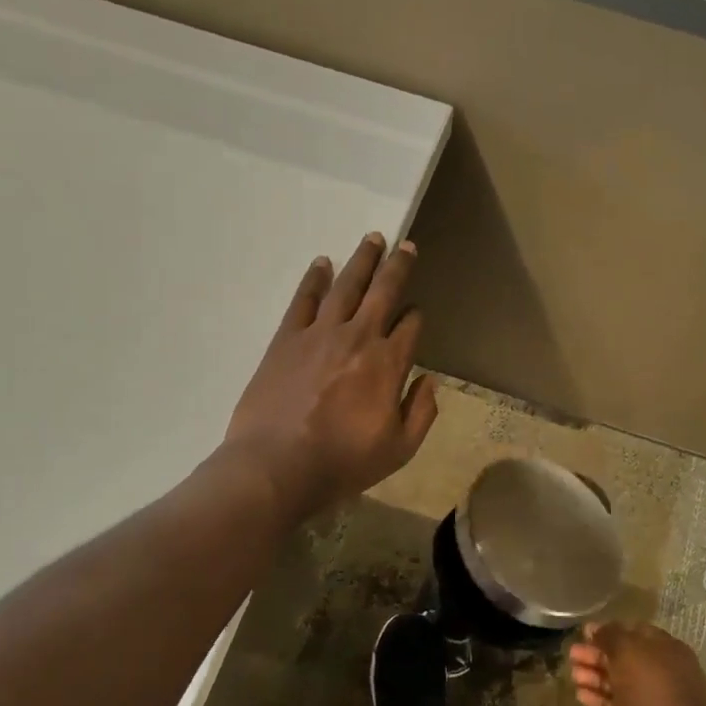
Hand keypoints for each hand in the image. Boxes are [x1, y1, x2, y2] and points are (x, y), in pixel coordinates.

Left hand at [224, 232, 437, 519]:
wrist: (276, 466)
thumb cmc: (343, 462)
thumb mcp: (400, 449)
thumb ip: (421, 412)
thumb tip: (428, 380)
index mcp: (388, 363)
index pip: (410, 325)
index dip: (416, 315)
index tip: (416, 313)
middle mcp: (358, 337)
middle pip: (383, 291)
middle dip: (397, 267)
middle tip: (406, 244)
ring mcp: (319, 334)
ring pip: (346, 286)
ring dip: (361, 261)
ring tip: (372, 239)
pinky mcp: (286, 339)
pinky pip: (304, 300)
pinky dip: (314, 279)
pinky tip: (321, 263)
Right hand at [569, 622, 705, 705]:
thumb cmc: (650, 687)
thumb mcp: (627, 651)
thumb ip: (610, 635)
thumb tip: (595, 627)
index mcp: (668, 649)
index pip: (636, 632)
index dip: (610, 631)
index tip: (585, 634)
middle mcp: (666, 673)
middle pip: (627, 658)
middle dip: (598, 655)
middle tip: (572, 655)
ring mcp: (656, 701)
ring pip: (622, 683)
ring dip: (596, 677)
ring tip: (572, 676)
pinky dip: (601, 699)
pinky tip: (580, 696)